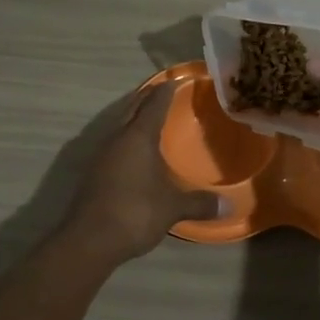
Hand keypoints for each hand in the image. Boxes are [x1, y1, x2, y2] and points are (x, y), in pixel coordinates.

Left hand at [57, 81, 222, 263]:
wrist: (89, 239)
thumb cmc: (135, 212)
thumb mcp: (172, 207)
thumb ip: (199, 203)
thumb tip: (229, 205)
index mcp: (138, 137)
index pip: (154, 105)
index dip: (165, 91)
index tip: (175, 80)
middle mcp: (117, 138)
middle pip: (132, 109)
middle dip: (147, 98)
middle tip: (163, 92)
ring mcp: (101, 155)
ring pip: (120, 126)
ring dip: (133, 118)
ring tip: (150, 118)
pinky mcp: (93, 172)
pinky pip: (113, 145)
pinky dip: (126, 139)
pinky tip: (134, 152)